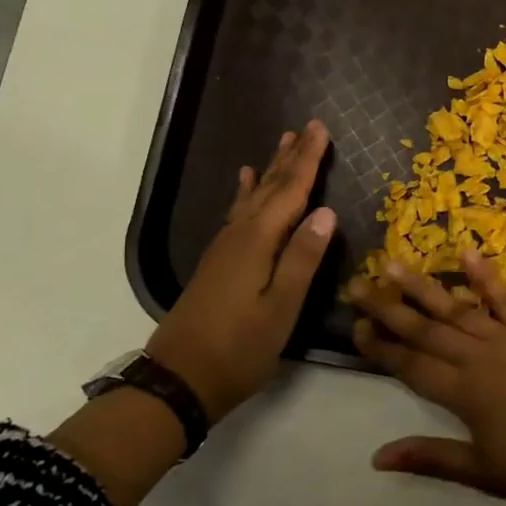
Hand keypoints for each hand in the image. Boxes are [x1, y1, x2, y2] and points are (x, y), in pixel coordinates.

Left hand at [146, 120, 336, 420]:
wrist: (180, 378)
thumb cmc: (239, 348)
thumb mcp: (281, 308)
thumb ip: (303, 258)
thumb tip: (326, 212)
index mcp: (259, 242)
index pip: (291, 191)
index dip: (308, 160)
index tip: (321, 129)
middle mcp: (240, 235)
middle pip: (271, 187)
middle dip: (292, 157)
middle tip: (308, 127)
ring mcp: (225, 247)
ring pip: (253, 196)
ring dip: (271, 168)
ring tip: (283, 142)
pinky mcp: (219, 260)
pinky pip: (238, 212)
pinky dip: (245, 192)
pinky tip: (245, 182)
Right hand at [347, 251, 505, 505]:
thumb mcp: (485, 472)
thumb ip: (431, 457)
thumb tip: (377, 456)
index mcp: (465, 393)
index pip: (411, 365)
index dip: (381, 347)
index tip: (354, 327)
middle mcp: (481, 357)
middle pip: (427, 330)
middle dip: (389, 308)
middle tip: (357, 285)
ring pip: (458, 308)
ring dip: (425, 287)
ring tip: (395, 264)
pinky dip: (485, 276)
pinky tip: (468, 253)